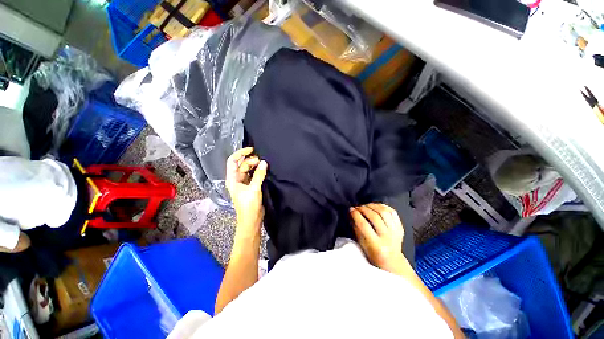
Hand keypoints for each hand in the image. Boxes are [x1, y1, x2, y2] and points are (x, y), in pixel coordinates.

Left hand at [226, 147, 267, 236]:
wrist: (251, 219)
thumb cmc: (249, 205)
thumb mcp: (254, 189)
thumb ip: (259, 175)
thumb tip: (264, 162)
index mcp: (232, 179)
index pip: (233, 161)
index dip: (240, 153)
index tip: (252, 149)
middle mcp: (236, 179)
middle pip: (242, 164)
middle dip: (250, 160)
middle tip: (261, 161)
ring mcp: (243, 183)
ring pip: (248, 169)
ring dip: (254, 165)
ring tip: (263, 164)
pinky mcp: (250, 186)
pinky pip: (253, 175)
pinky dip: (257, 171)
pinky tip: (263, 169)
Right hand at [350, 203, 407, 272]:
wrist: (392, 262)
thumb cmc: (373, 254)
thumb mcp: (362, 245)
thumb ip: (356, 229)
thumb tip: (351, 213)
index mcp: (376, 245)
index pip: (364, 225)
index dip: (356, 215)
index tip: (350, 209)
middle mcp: (387, 238)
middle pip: (374, 217)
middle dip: (363, 208)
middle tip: (357, 207)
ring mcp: (395, 232)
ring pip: (384, 212)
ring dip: (372, 206)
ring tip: (365, 206)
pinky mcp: (400, 227)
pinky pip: (392, 212)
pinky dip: (383, 206)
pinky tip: (375, 206)